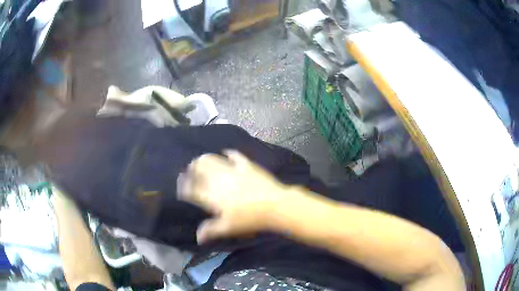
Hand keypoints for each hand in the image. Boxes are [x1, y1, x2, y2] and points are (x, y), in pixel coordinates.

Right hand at [178, 150, 289, 243]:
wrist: (274, 205)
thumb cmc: (249, 219)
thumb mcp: (228, 227)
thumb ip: (210, 230)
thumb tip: (198, 237)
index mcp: (211, 195)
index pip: (191, 188)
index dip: (184, 187)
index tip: (182, 187)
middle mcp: (217, 179)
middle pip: (199, 168)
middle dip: (191, 168)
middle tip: (190, 171)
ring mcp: (232, 169)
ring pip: (212, 159)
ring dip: (204, 159)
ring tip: (202, 161)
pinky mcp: (246, 165)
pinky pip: (234, 155)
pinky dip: (228, 153)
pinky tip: (226, 153)